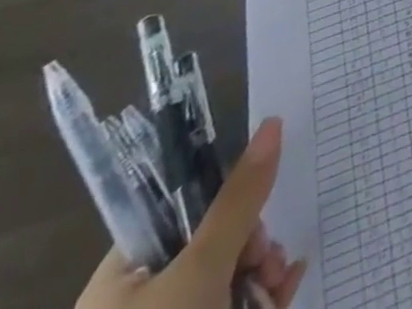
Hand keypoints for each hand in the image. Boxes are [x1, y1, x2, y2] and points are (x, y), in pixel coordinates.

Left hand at [77, 118, 308, 308]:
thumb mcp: (199, 270)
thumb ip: (239, 199)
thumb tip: (273, 122)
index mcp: (122, 276)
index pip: (180, 209)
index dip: (224, 200)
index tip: (254, 211)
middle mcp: (141, 300)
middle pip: (212, 243)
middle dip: (251, 245)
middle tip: (264, 259)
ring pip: (228, 278)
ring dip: (261, 273)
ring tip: (276, 285)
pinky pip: (236, 306)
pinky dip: (264, 297)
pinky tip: (288, 287)